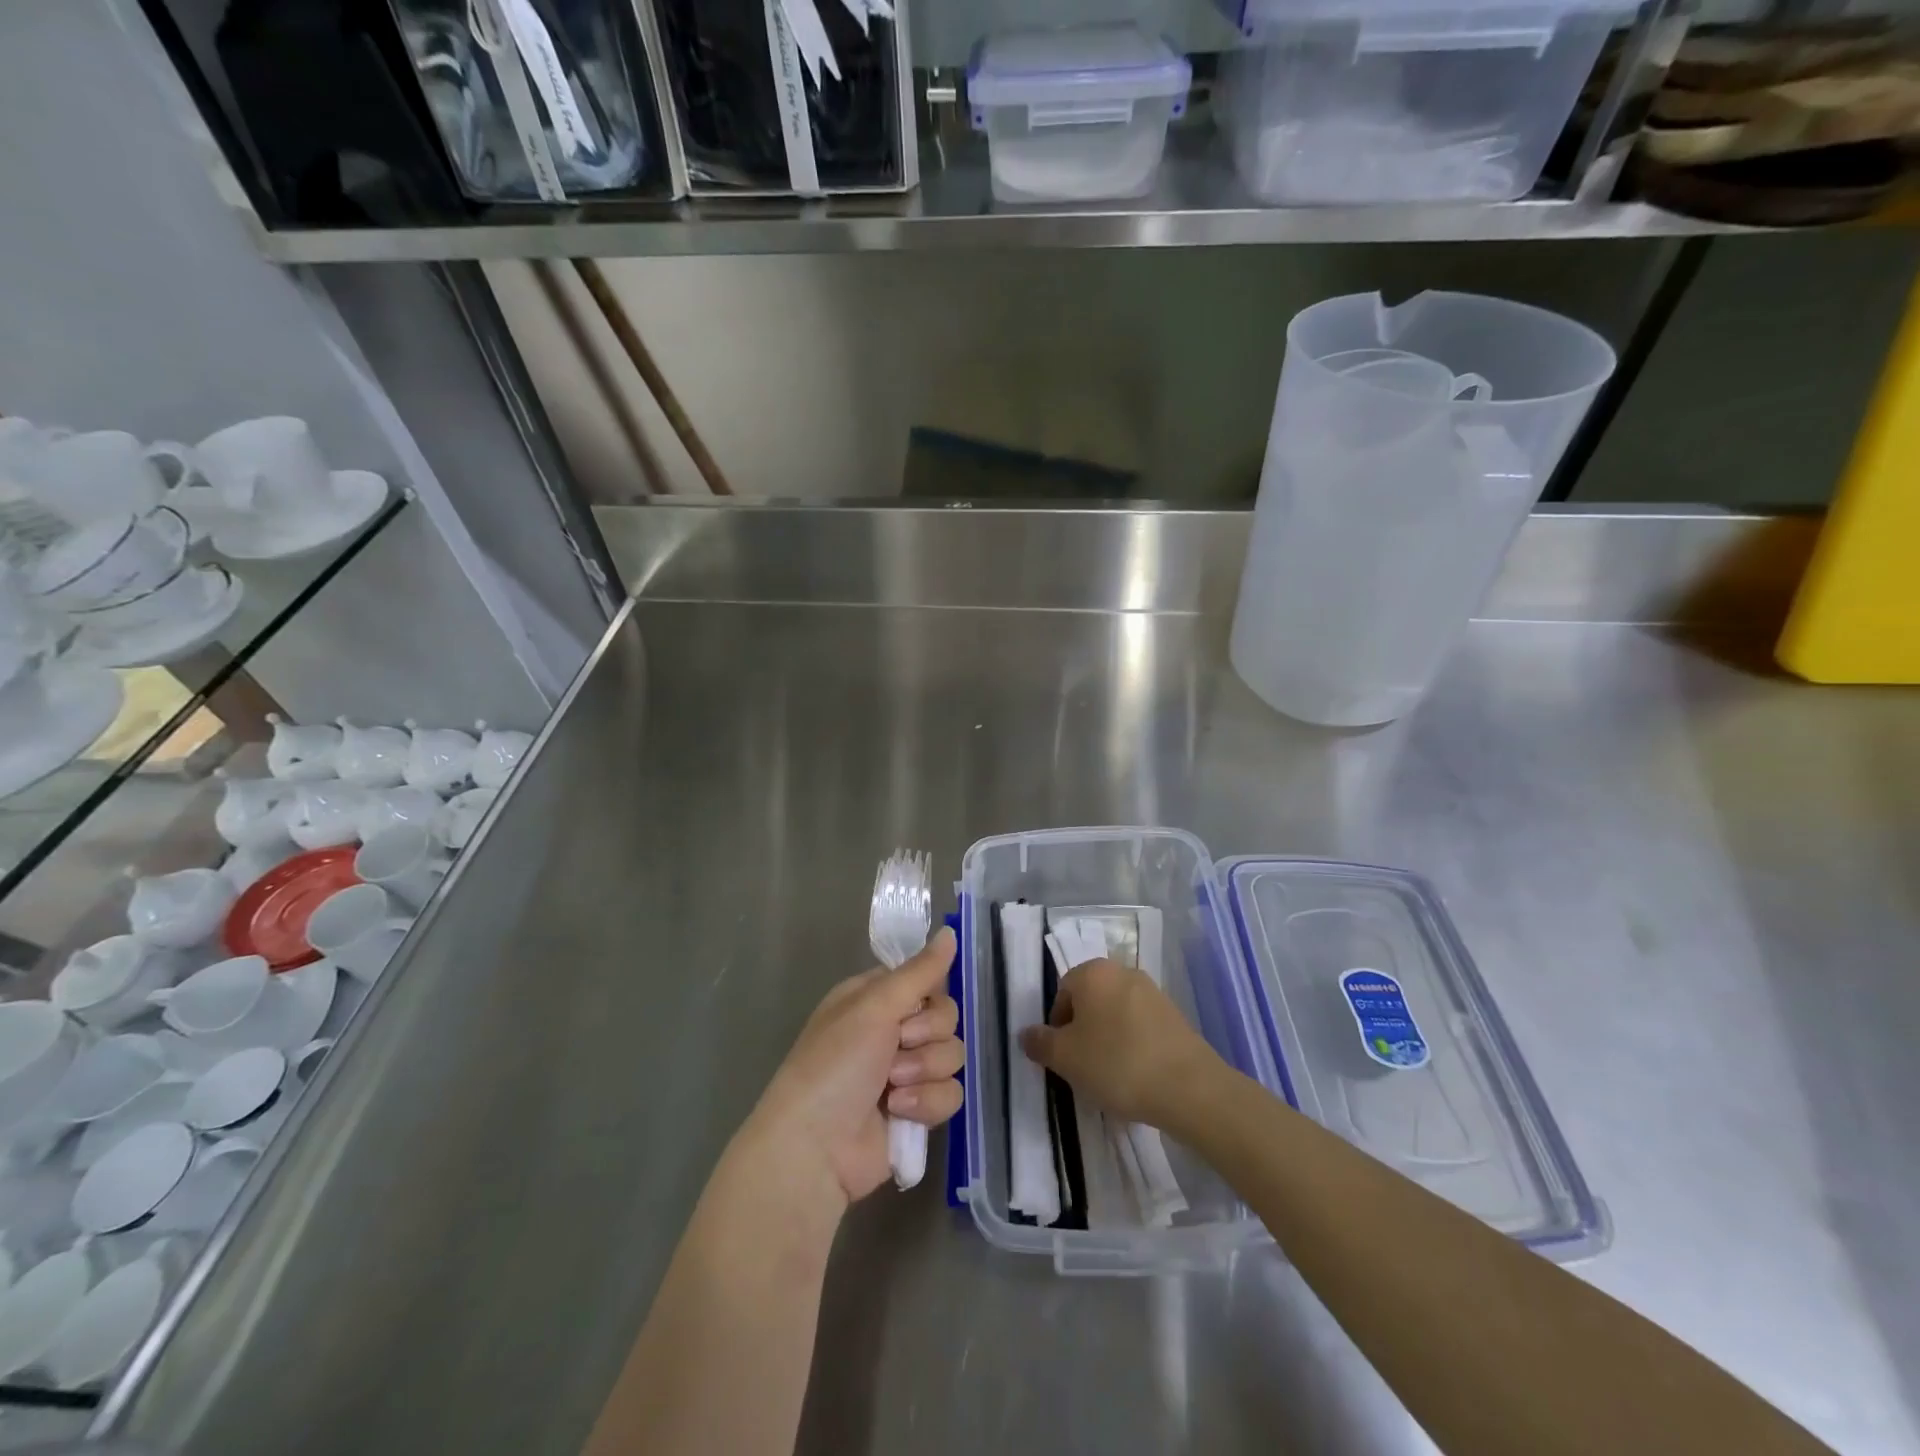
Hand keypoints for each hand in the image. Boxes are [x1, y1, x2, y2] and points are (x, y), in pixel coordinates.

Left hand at [741, 927, 964, 1207]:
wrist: (815, 1148)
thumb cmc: (835, 1065)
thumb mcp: (874, 1007)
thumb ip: (919, 971)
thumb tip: (951, 931)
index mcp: (874, 999)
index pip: (925, 980)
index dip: (928, 994)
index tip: (914, 1005)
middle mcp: (890, 1030)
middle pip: (946, 1017)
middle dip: (926, 1036)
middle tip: (898, 1046)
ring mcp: (905, 1072)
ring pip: (952, 1056)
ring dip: (924, 1071)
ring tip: (892, 1088)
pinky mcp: (916, 1110)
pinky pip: (950, 1094)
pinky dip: (927, 1103)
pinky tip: (900, 1112)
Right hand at [1019, 958, 1222, 1131]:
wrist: (1189, 1087)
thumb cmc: (1117, 1064)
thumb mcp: (1065, 1058)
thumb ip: (1040, 1043)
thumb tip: (1027, 1034)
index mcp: (1093, 972)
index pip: (1062, 991)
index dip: (1056, 1026)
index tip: (1062, 1057)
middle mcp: (1123, 972)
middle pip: (1090, 1001)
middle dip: (1083, 1032)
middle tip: (1082, 1067)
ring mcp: (1153, 992)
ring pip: (1116, 1015)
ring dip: (1108, 1040)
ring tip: (1110, 1077)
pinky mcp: (1175, 1016)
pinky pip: (1141, 1028)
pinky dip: (1133, 1047)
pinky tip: (1136, 1077)